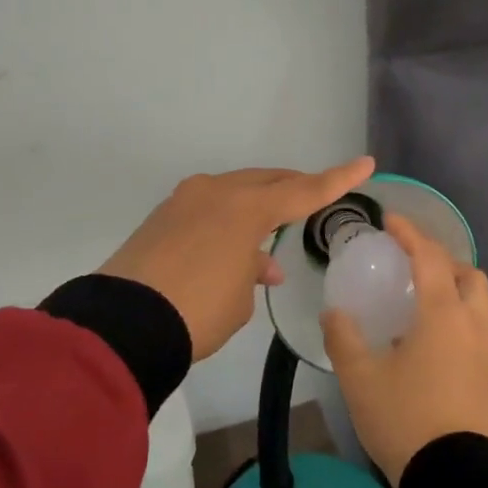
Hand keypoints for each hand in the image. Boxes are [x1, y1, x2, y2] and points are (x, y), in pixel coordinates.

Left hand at [101, 157, 375, 360]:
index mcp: (246, 208)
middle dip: (292, 188)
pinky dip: (227, 222)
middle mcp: (216, 193)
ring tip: (270, 241)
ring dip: (257, 211)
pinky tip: (232, 249)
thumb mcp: (239, 299)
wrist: (122, 324)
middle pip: (266, 182)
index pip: (304, 191)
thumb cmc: (198, 311)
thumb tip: (255, 264)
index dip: (337, 180)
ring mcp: (185, 201)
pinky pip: (208, 209)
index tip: (365, 164)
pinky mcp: (162, 217)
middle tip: (313, 195)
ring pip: (235, 193)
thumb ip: (253, 272)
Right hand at [321, 212, 487, 487]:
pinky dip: (459, 316)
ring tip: (421, 301)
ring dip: (454, 288)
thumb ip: (344, 337)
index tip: (390, 220)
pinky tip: (432, 340)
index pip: (429, 257)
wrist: (453, 478)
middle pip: (468, 274)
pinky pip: (478, 328)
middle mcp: (473, 323)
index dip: (409, 233)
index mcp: (443, 313)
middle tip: (412, 265)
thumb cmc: (404, 418)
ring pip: (478, 302)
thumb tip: (335, 312)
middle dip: (442, 260)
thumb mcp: (360, 377)